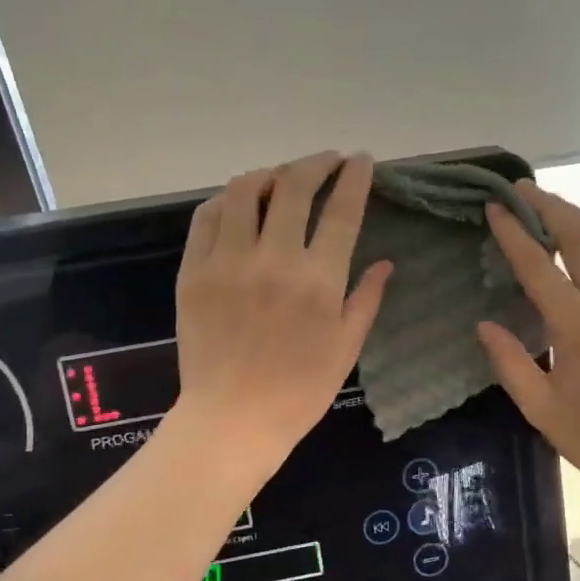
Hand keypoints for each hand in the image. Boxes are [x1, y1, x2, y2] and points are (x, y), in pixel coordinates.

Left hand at [173, 152, 391, 482]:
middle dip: (315, 162)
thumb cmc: (299, 392)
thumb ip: (366, 299)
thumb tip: (386, 263)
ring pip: (244, 190)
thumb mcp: (345, 348)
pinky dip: (226, 200)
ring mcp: (228, 262)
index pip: (341, 210)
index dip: (353, 177)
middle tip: (327, 162)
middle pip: (293, 185)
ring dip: (269, 173)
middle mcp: (273, 260)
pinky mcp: (193, 271)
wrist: (232, 420)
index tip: (360, 160)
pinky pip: (206, 217)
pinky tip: (239, 204)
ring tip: (281, 178)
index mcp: (318, 281)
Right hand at [477, 181, 579, 524]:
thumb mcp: (542, 410)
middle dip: (549, 206)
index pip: (540, 266)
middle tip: (521, 187)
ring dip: (577, 216)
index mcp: (579, 327)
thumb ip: (511, 363)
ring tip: (549, 202)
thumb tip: (485, 325)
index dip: (514, 233)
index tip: (494, 207)